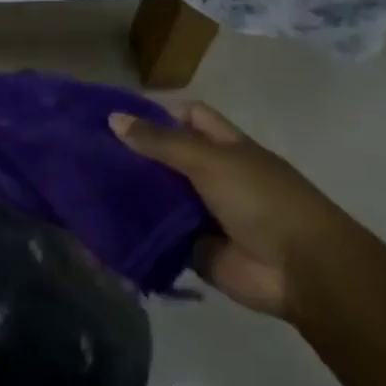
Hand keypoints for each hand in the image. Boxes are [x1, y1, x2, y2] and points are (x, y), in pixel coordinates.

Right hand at [109, 103, 366, 321]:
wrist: (302, 270)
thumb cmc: (262, 201)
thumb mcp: (211, 161)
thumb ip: (162, 142)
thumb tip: (114, 118)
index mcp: (225, 147)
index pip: (188, 118)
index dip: (156, 115)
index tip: (114, 120)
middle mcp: (212, 176)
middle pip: (167, 158)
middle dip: (132, 156)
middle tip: (85, 153)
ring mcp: (202, 213)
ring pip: (158, 197)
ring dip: (129, 194)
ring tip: (84, 186)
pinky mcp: (192, 248)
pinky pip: (158, 235)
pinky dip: (134, 232)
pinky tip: (100, 225)